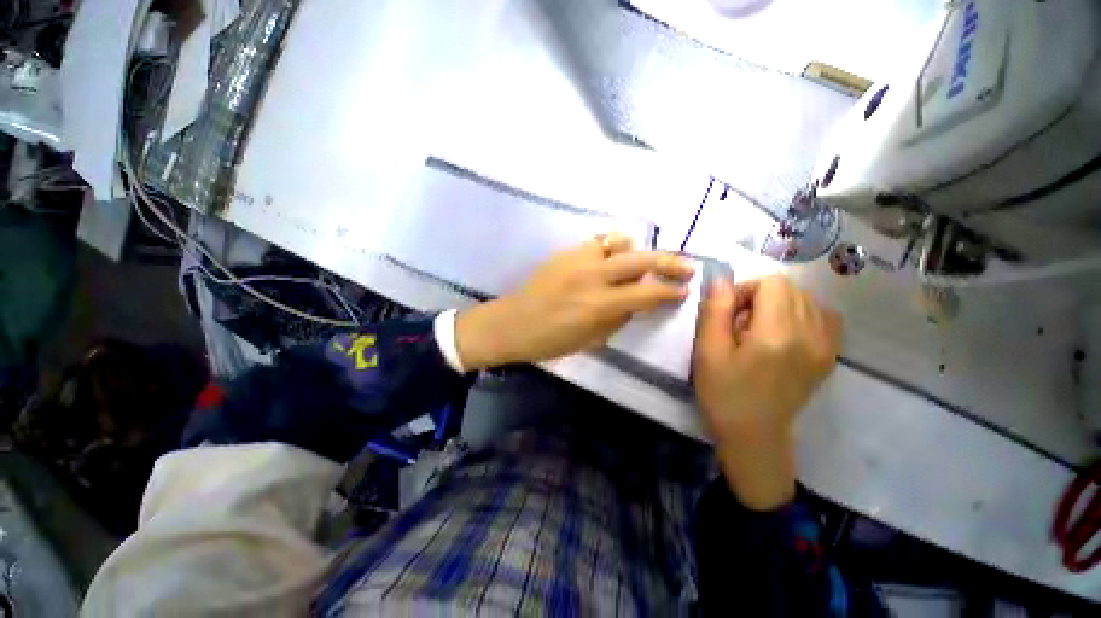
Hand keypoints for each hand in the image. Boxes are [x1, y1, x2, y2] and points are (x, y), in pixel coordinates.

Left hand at [454, 234, 694, 369]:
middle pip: (640, 260)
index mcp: (598, 304)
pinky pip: (596, 242)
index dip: (669, 292)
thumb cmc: (549, 341)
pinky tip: (611, 258)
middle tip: (686, 267)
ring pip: (619, 242)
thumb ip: (618, 319)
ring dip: (636, 252)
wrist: (511, 323)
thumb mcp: (590, 340)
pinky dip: (611, 248)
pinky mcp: (564, 253)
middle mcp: (592, 276)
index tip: (683, 291)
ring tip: (641, 263)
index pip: (646, 294)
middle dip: (669, 262)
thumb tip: (637, 303)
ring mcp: (577, 259)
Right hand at [694, 274, 841, 509]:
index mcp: (778, 334)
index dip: (744, 290)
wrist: (754, 436)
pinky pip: (824, 317)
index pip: (772, 283)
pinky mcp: (829, 356)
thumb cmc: (723, 393)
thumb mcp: (708, 351)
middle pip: (791, 288)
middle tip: (739, 325)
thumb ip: (715, 310)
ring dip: (778, 305)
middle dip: (759, 296)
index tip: (728, 314)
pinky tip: (784, 333)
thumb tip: (722, 280)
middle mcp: (811, 335)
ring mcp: (826, 346)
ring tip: (759, 331)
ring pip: (807, 300)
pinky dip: (802, 314)